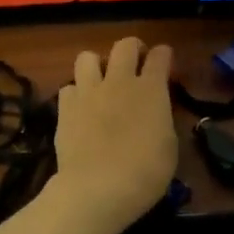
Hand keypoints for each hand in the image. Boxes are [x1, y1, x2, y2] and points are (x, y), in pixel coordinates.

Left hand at [52, 38, 177, 233]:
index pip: (160, 57)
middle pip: (124, 46)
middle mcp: (119, 81)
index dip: (164, 55)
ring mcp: (88, 92)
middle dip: (133, 49)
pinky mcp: (65, 108)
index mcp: (151, 90)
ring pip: (88, 57)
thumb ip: (161, 121)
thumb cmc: (145, 172)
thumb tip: (155, 114)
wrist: (98, 188)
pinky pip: (69, 87)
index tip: (165, 60)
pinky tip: (81, 107)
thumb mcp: (169, 147)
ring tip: (102, 81)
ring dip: (97, 65)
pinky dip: (76, 93)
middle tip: (137, 62)